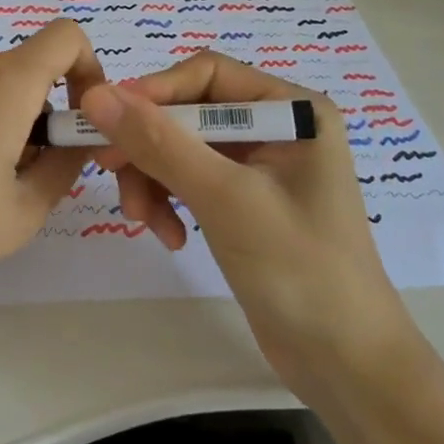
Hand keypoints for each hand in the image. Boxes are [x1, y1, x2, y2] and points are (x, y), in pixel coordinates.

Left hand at [0, 19, 105, 320]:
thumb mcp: (17, 214)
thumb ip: (64, 168)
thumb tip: (80, 140)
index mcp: (4, 81)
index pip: (67, 38)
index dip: (89, 70)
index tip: (81, 121)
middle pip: (30, 69)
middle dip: (45, 114)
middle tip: (29, 175)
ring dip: (9, 120)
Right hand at [79, 53, 407, 384]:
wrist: (348, 369)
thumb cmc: (300, 270)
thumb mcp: (225, 199)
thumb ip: (159, 143)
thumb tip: (96, 95)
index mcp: (291, 109)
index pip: (207, 74)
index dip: (154, 91)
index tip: (106, 121)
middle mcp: (276, 126)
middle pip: (189, 111)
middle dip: (149, 144)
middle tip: (108, 170)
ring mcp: (260, 165)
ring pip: (182, 147)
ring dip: (154, 178)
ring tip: (144, 221)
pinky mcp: (244, 200)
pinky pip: (190, 179)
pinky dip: (171, 200)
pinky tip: (170, 237)